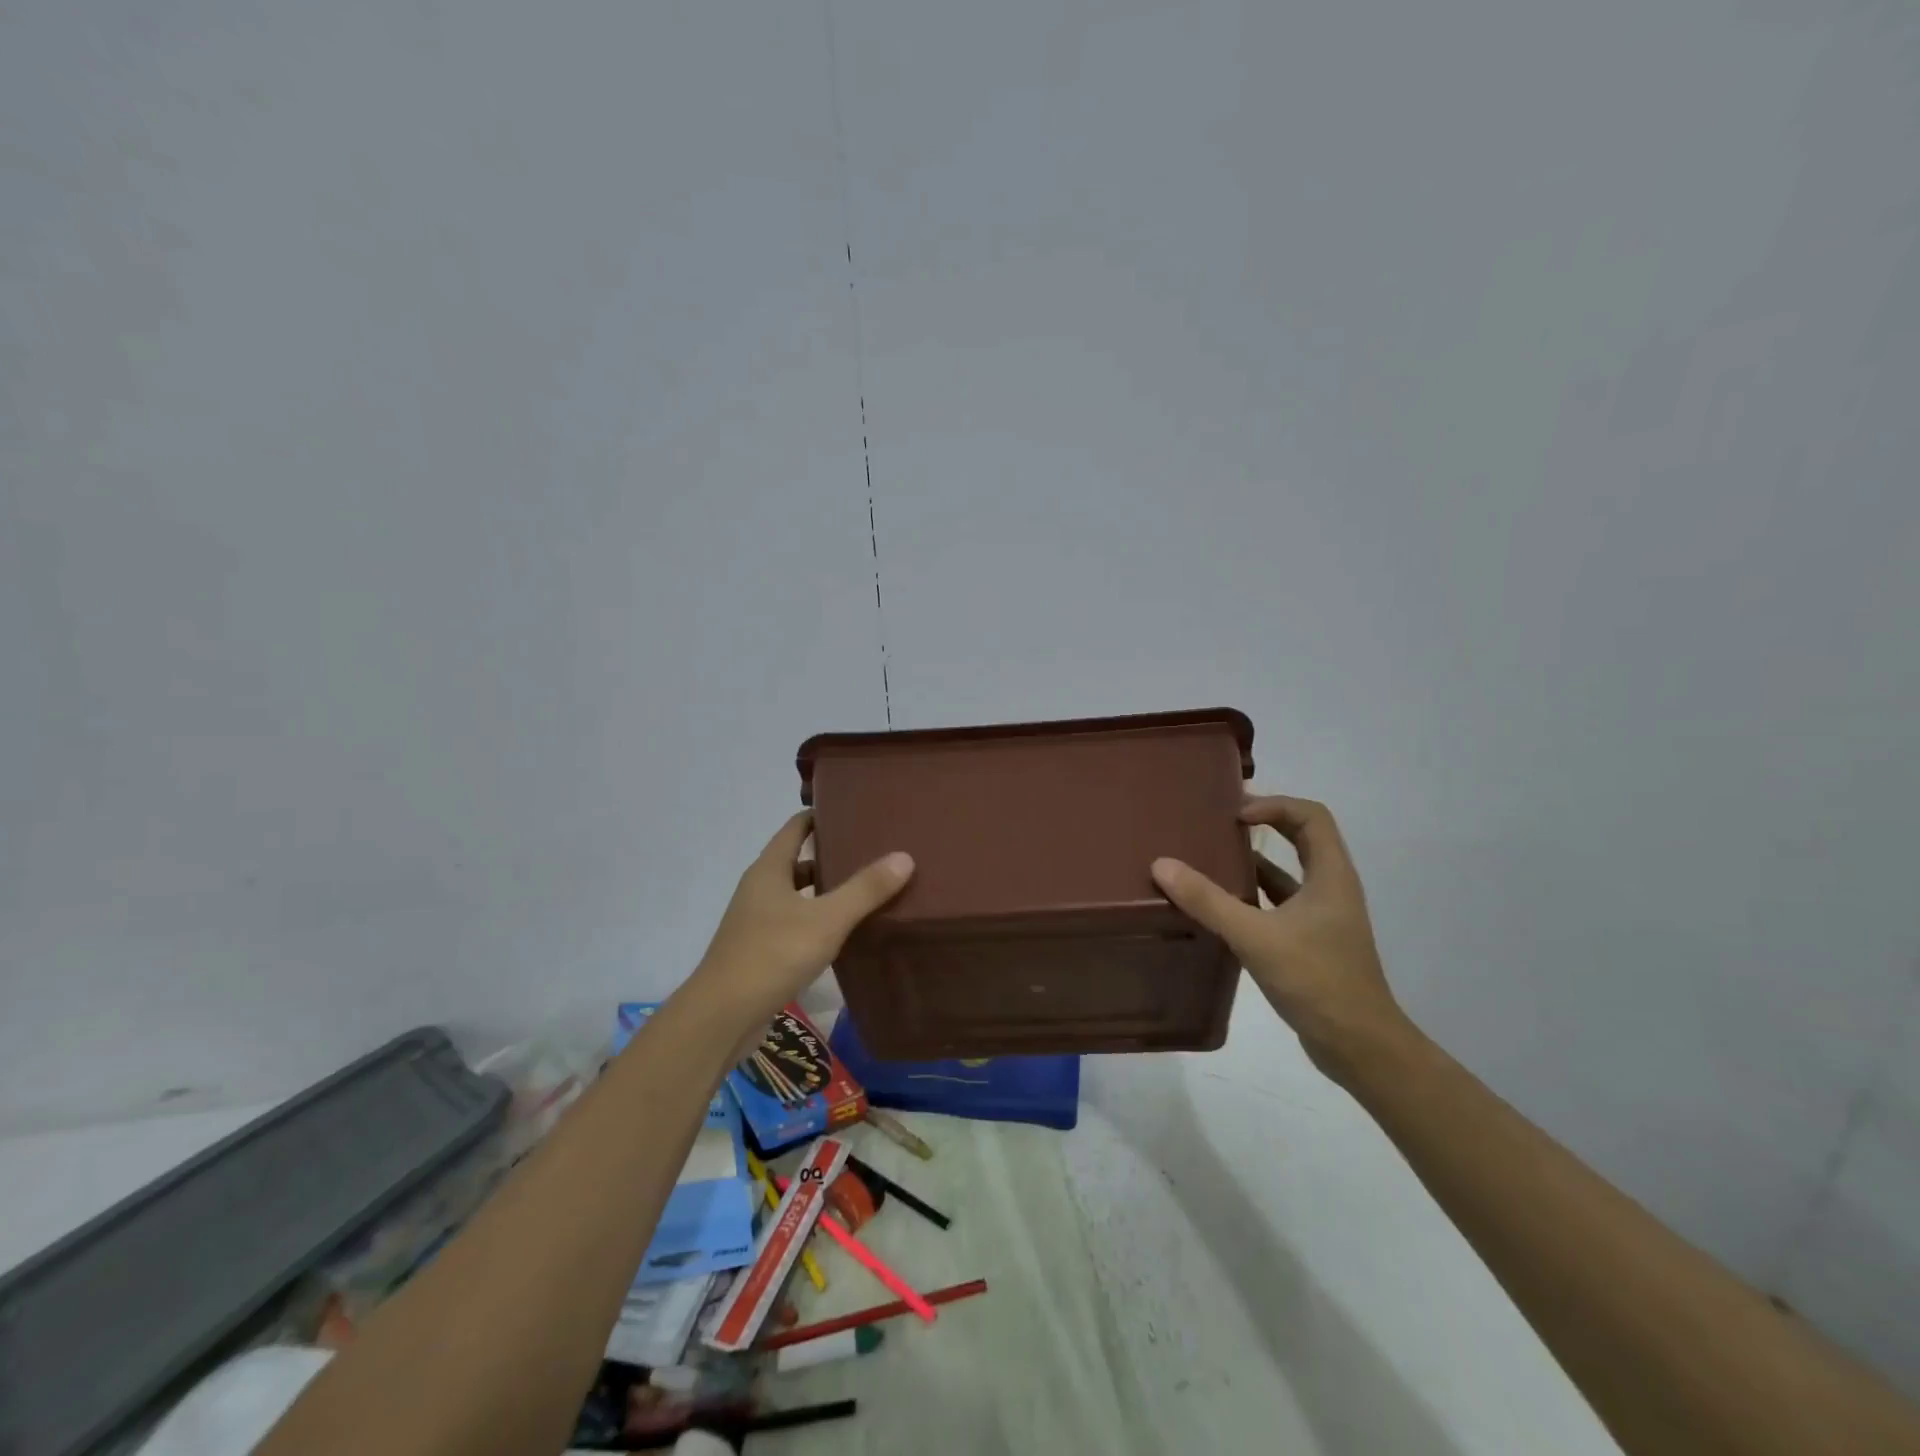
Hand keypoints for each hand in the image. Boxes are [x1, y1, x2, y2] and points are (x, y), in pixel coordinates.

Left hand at [691, 812, 913, 1024]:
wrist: (722, 1016)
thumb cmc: (772, 955)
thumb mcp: (826, 919)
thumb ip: (865, 889)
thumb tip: (904, 856)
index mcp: (769, 870)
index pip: (795, 828)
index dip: (820, 816)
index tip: (853, 811)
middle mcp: (759, 889)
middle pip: (796, 861)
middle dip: (829, 855)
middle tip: (870, 852)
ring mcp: (755, 922)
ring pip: (796, 895)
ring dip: (824, 891)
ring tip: (864, 891)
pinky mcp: (759, 951)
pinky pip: (793, 923)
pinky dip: (816, 920)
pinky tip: (842, 933)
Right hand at [1151, 794, 1408, 1074]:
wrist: (1359, 1046)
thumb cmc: (1317, 980)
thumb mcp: (1256, 937)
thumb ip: (1208, 901)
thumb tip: (1162, 864)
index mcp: (1331, 875)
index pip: (1310, 816)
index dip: (1274, 805)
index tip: (1235, 815)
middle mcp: (1331, 888)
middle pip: (1300, 838)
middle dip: (1263, 825)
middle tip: (1218, 824)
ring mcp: (1322, 917)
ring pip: (1287, 874)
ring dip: (1252, 862)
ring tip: (1208, 859)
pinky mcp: (1310, 943)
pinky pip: (1277, 905)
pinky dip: (1251, 897)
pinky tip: (1218, 906)